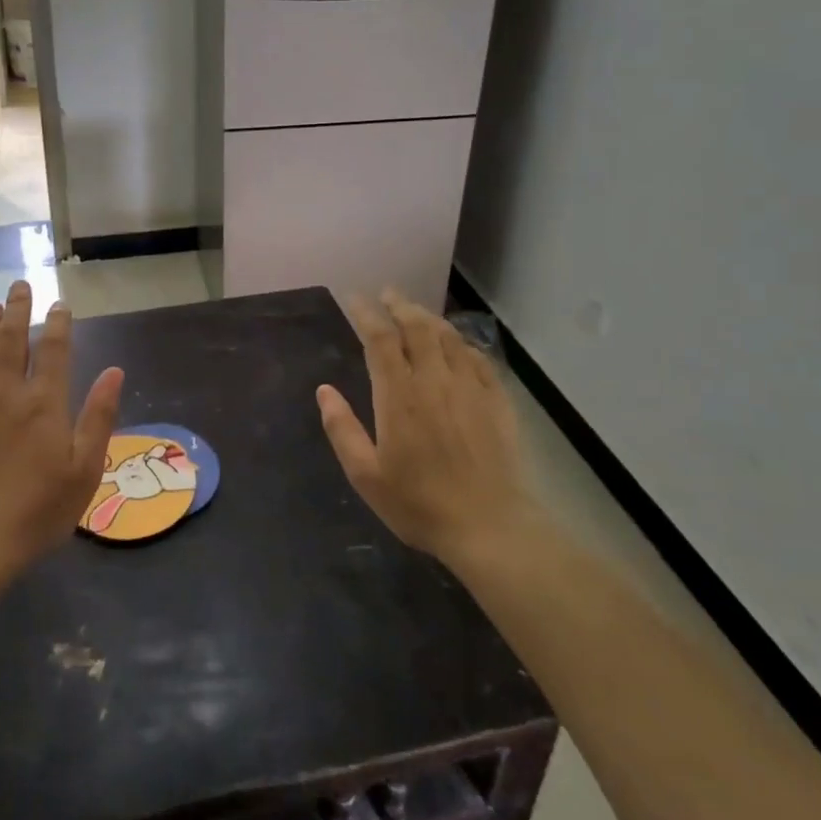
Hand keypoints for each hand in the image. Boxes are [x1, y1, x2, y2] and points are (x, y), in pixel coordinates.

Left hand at [0, 281, 123, 577]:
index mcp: (44, 401)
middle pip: (12, 338)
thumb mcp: (85, 469)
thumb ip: (99, 416)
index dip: (58, 322)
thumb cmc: (38, 509)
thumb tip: (115, 371)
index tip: (60, 304)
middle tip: (19, 285)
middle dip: (18, 308)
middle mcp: (6, 392)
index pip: (54, 348)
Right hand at [317, 290, 530, 570]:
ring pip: (448, 337)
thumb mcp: (366, 475)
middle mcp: (434, 380)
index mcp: (399, 395)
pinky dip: (461, 343)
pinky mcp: (496, 400)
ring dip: (429, 318)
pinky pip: (477, 357)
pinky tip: (456, 346)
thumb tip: (324, 390)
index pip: (380, 339)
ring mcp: (470, 387)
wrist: (490, 526)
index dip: (366, 314)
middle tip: (387, 293)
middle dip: (399, 304)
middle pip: (417, 327)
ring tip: (415, 312)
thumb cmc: (419, 503)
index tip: (354, 299)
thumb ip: (342, 429)